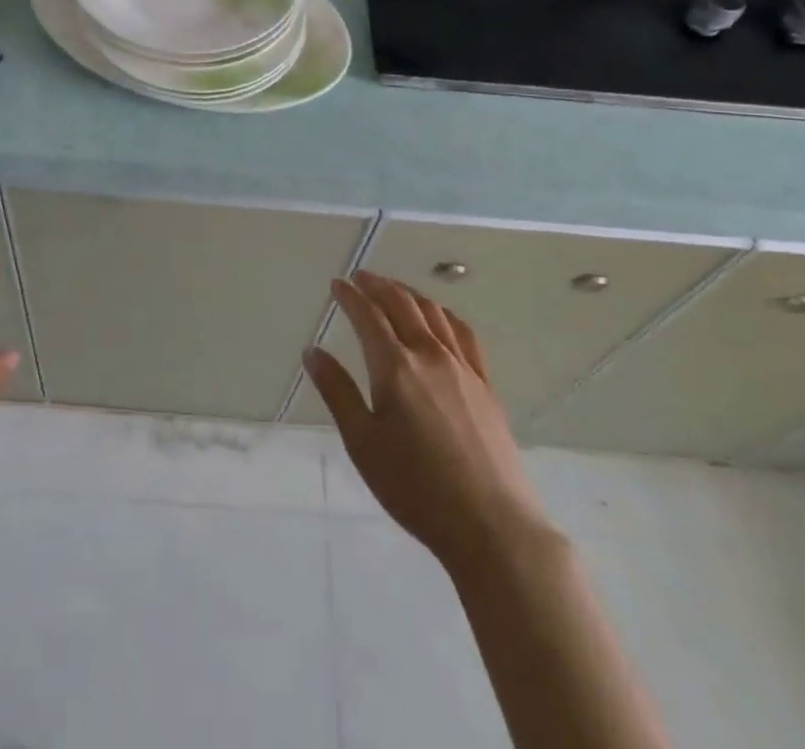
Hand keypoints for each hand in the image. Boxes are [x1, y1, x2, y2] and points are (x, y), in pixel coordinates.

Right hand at [304, 271, 550, 572]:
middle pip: (402, 304)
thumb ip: (337, 392)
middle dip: (378, 285)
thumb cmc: (416, 489)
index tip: (337, 284)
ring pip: (433, 313)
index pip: (368, 316)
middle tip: (360, 277)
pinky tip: (439, 318)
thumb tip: (312, 352)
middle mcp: (429, 355)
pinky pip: (462, 334)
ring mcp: (462, 367)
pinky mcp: (484, 384)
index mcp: (395, 367)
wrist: (492, 526)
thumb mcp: (363, 444)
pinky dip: (443, 314)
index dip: (350, 296)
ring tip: (393, 289)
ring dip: (408, 293)